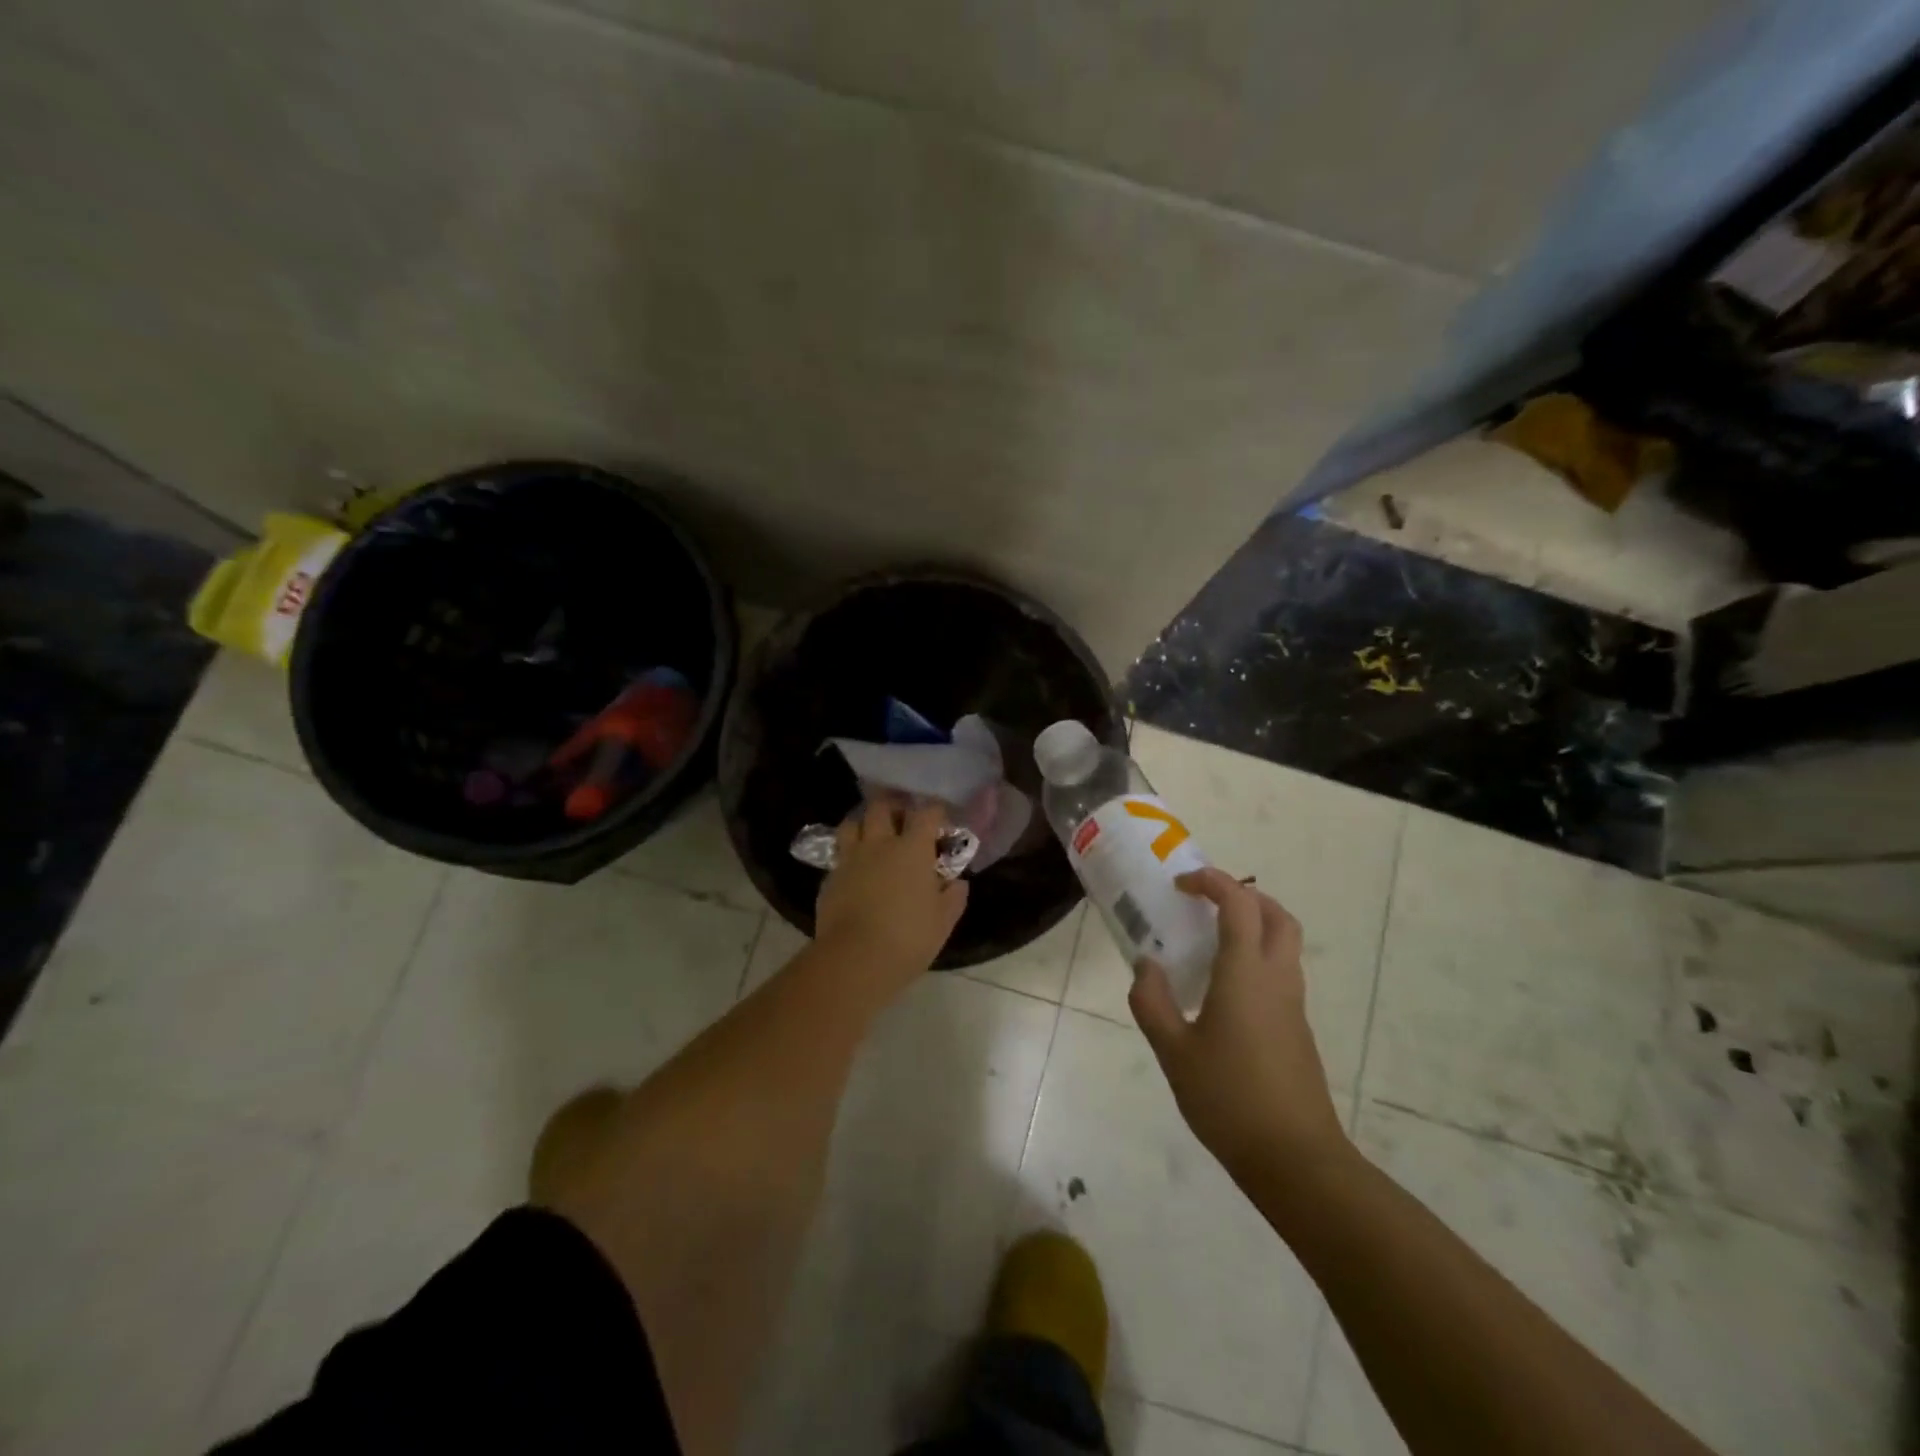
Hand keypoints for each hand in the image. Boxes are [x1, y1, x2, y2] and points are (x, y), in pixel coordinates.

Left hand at [814, 797, 969, 989]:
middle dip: (894, 806)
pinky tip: (856, 870)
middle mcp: (879, 844)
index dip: (935, 811)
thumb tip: (957, 883)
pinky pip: (839, 855)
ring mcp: (850, 859)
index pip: (927, 813)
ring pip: (852, 823)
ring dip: (864, 823)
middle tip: (902, 818)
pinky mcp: (829, 878)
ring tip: (872, 834)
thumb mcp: (943, 922)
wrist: (854, 959)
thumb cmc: (908, 938)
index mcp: (912, 849)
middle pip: (882, 806)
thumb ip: (953, 897)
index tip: (941, 820)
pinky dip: (849, 855)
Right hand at [1130, 869, 1348, 1186]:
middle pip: (1277, 915)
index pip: (1239, 904)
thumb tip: (1146, 965)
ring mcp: (1293, 1005)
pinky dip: (1256, 958)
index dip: (1213, 882)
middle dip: (1244, 896)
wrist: (1295, 1159)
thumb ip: (1152, 1002)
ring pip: (1284, 944)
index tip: (1182, 884)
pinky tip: (1223, 990)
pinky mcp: (1297, 1030)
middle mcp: (1277, 979)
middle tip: (1206, 904)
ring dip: (1254, 925)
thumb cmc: (1228, 1099)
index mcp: (1246, 974)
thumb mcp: (1173, 1051)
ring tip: (1209, 942)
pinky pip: (1280, 973)